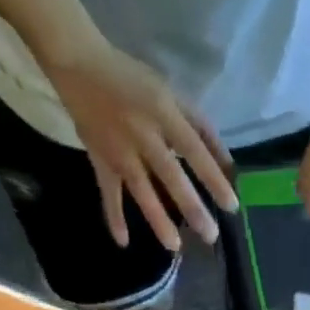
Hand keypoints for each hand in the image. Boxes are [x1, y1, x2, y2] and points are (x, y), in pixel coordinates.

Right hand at [46, 35, 239, 252]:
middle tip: (209, 235)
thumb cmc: (133, 79)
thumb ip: (200, 127)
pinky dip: (113, 216)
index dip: (213, 178)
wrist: (78, 63)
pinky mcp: (99, 159)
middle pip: (170, 175)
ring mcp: (118, 150)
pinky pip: (108, 192)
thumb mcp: (172, 93)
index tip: (231, 206)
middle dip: (191, 207)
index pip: (194, 151)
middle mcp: (142, 134)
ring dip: (157, 219)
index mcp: (163, 113)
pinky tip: (123, 242)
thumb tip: (227, 162)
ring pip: (141, 189)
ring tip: (174, 247)